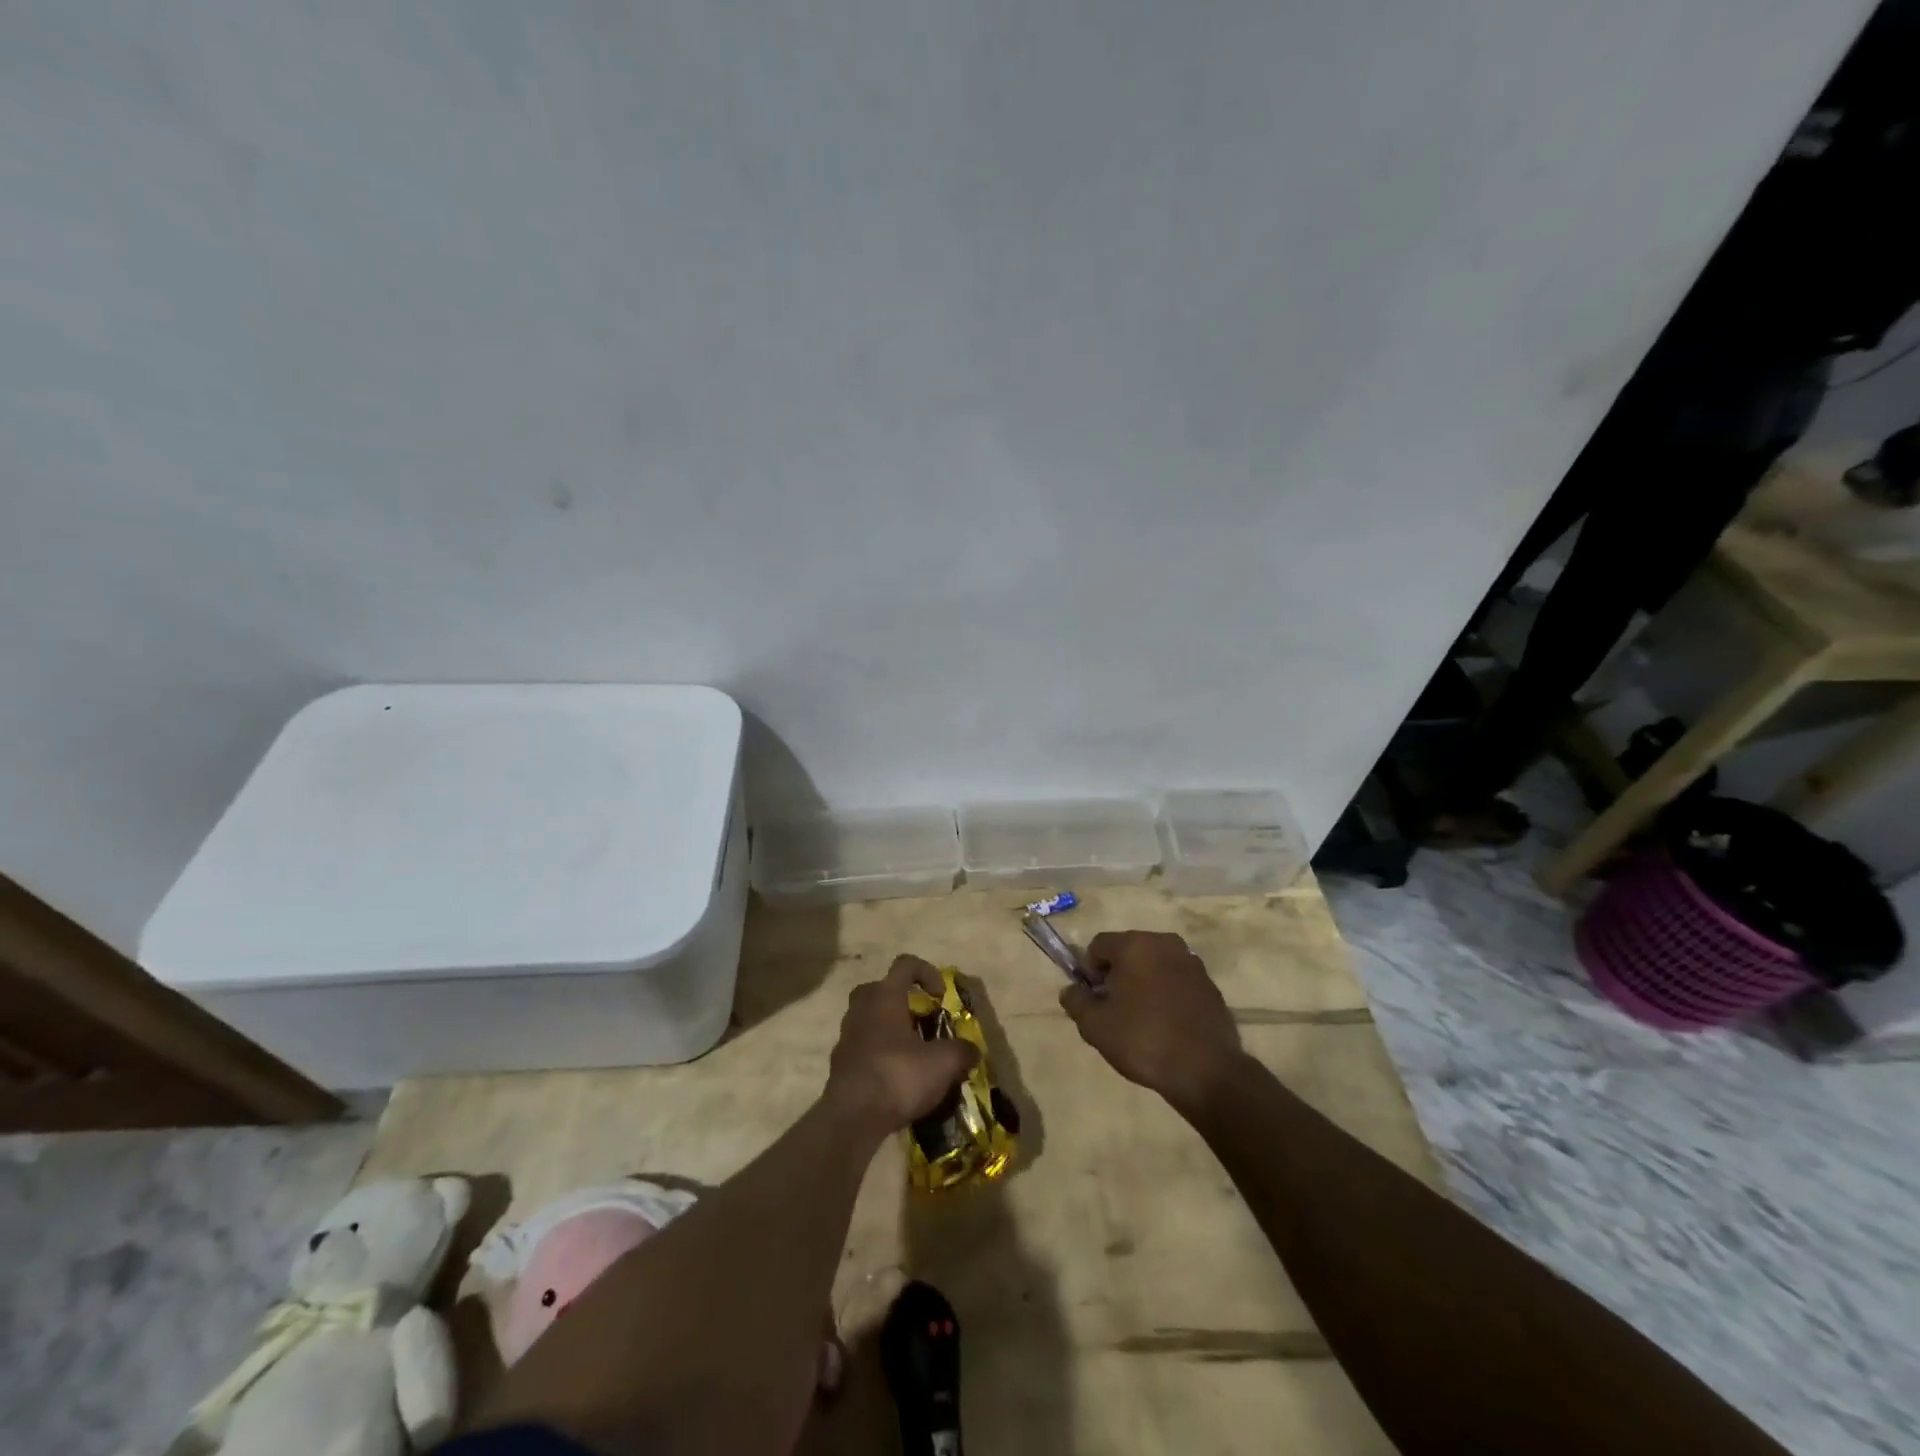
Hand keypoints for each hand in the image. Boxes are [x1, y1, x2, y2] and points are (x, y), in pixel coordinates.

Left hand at [826, 956, 979, 1137]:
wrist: (852, 1118)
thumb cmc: (898, 1076)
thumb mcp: (943, 1063)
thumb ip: (962, 1051)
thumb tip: (973, 1051)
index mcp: (885, 996)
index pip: (905, 964)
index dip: (927, 972)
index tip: (940, 996)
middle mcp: (862, 1008)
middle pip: (881, 989)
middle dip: (902, 1000)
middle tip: (921, 1020)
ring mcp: (847, 1035)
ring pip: (869, 1018)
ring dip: (890, 1028)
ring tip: (912, 1052)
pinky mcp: (840, 1063)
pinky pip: (863, 1046)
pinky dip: (879, 1053)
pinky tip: (896, 1077)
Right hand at [1060, 930, 1244, 1113]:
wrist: (1207, 1071)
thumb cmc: (1144, 1040)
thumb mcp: (1095, 1025)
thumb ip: (1076, 1001)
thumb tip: (1071, 990)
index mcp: (1136, 944)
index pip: (1098, 946)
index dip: (1088, 972)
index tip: (1093, 1000)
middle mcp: (1165, 944)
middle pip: (1128, 952)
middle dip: (1116, 976)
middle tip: (1113, 1011)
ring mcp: (1192, 963)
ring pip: (1153, 966)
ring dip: (1142, 984)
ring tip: (1140, 1021)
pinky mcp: (1210, 986)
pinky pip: (1176, 981)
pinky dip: (1166, 995)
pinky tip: (1166, 1026)